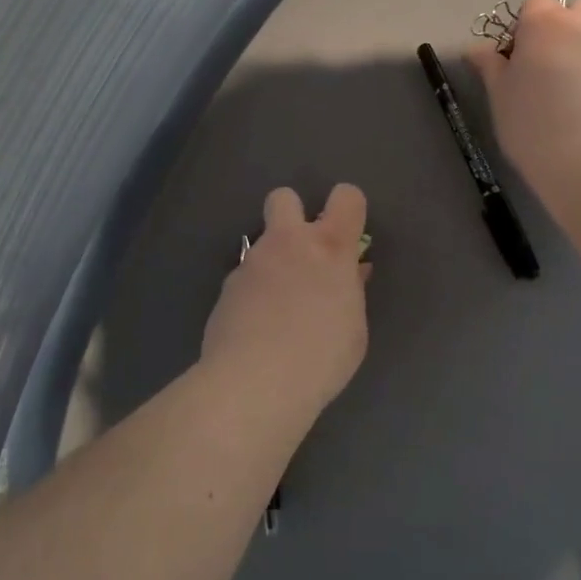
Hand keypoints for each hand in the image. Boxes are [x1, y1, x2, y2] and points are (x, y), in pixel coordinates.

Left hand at [201, 184, 370, 421]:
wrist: (254, 383)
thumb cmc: (321, 358)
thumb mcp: (354, 329)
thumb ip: (352, 292)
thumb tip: (352, 273)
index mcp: (330, 248)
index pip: (346, 197)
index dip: (349, 208)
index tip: (350, 236)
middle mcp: (288, 243)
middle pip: (284, 197)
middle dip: (294, 214)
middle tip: (304, 254)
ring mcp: (252, 263)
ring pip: (263, 243)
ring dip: (274, 262)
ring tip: (281, 307)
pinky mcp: (226, 287)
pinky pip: (246, 277)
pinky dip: (254, 293)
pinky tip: (258, 327)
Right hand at [467, 0, 580, 199]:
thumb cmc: (531, 120)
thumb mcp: (499, 94)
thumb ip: (489, 65)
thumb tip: (476, 49)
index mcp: (544, 21)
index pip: (532, 4)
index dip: (521, 29)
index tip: (512, 61)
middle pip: (572, 8)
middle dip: (557, 27)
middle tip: (539, 65)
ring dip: (578, 43)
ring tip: (561, 83)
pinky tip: (580, 98)